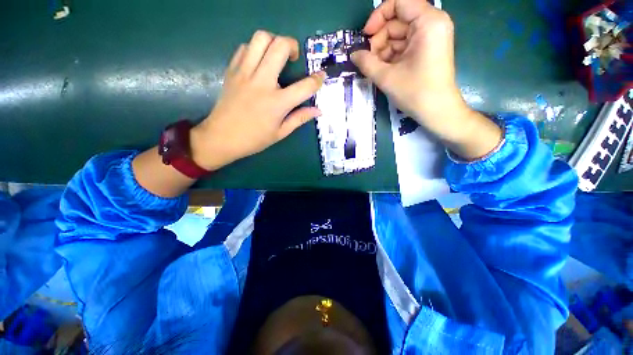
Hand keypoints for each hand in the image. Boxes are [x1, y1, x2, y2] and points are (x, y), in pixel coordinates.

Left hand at [191, 30, 325, 170]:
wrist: (221, 137)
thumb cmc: (254, 139)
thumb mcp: (281, 133)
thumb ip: (300, 118)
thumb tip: (317, 110)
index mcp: (277, 103)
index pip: (304, 86)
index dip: (317, 80)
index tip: (321, 76)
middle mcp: (262, 82)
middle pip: (280, 46)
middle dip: (293, 45)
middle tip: (294, 58)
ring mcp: (245, 73)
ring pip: (260, 38)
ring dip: (273, 41)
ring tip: (276, 56)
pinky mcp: (232, 70)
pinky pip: (245, 47)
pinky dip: (255, 49)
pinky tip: (259, 63)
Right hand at [352, 0, 501, 158]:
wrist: (437, 111)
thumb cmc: (415, 92)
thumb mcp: (387, 77)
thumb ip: (367, 62)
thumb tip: (353, 54)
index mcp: (428, 21)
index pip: (398, 2)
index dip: (378, 17)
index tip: (366, 37)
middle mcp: (432, 23)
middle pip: (397, 20)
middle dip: (379, 40)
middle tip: (369, 60)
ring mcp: (430, 36)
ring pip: (399, 34)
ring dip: (383, 50)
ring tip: (376, 69)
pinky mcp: (427, 49)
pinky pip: (404, 45)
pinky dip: (391, 56)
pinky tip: (384, 69)